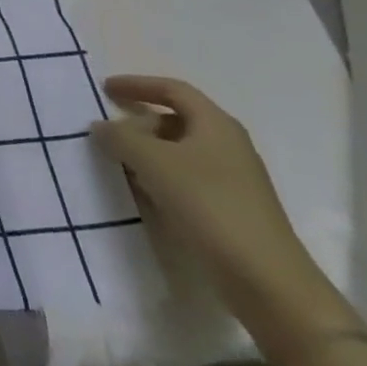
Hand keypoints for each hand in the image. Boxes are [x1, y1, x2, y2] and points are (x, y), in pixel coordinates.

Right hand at [90, 74, 352, 350]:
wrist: (266, 281)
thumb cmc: (209, 206)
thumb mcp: (154, 163)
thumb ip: (120, 137)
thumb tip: (100, 127)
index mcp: (216, 124)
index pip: (172, 89)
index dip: (137, 85)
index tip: (105, 90)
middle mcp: (228, 145)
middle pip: (176, 119)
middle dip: (139, 122)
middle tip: (109, 134)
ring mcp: (232, 179)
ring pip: (180, 151)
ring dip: (147, 152)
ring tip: (118, 163)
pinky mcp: (230, 209)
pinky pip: (186, 179)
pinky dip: (160, 177)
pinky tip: (143, 193)